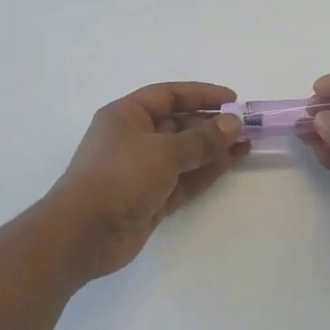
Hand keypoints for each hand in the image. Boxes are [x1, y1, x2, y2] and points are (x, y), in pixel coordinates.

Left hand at [39, 83, 246, 280]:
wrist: (83, 235)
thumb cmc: (118, 177)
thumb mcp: (163, 152)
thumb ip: (202, 139)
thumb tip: (234, 123)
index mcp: (126, 115)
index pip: (169, 95)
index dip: (201, 94)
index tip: (233, 98)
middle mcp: (134, 138)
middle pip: (179, 124)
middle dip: (212, 124)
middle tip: (246, 125)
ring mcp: (143, 170)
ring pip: (185, 153)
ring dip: (213, 148)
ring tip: (246, 144)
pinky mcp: (151, 198)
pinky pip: (184, 178)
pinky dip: (206, 171)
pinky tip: (231, 162)